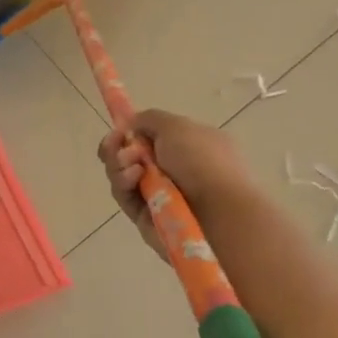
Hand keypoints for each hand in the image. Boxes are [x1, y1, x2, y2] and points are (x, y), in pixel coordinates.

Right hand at [97, 110, 250, 258]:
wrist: (220, 212)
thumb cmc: (203, 161)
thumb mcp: (177, 125)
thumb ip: (149, 119)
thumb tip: (131, 125)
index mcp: (188, 146)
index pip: (151, 137)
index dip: (131, 132)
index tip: (120, 129)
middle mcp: (174, 171)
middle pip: (131, 156)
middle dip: (118, 147)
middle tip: (117, 144)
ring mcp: (160, 195)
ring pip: (123, 176)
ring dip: (119, 164)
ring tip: (131, 165)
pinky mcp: (146, 218)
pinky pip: (125, 197)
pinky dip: (123, 184)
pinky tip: (133, 178)